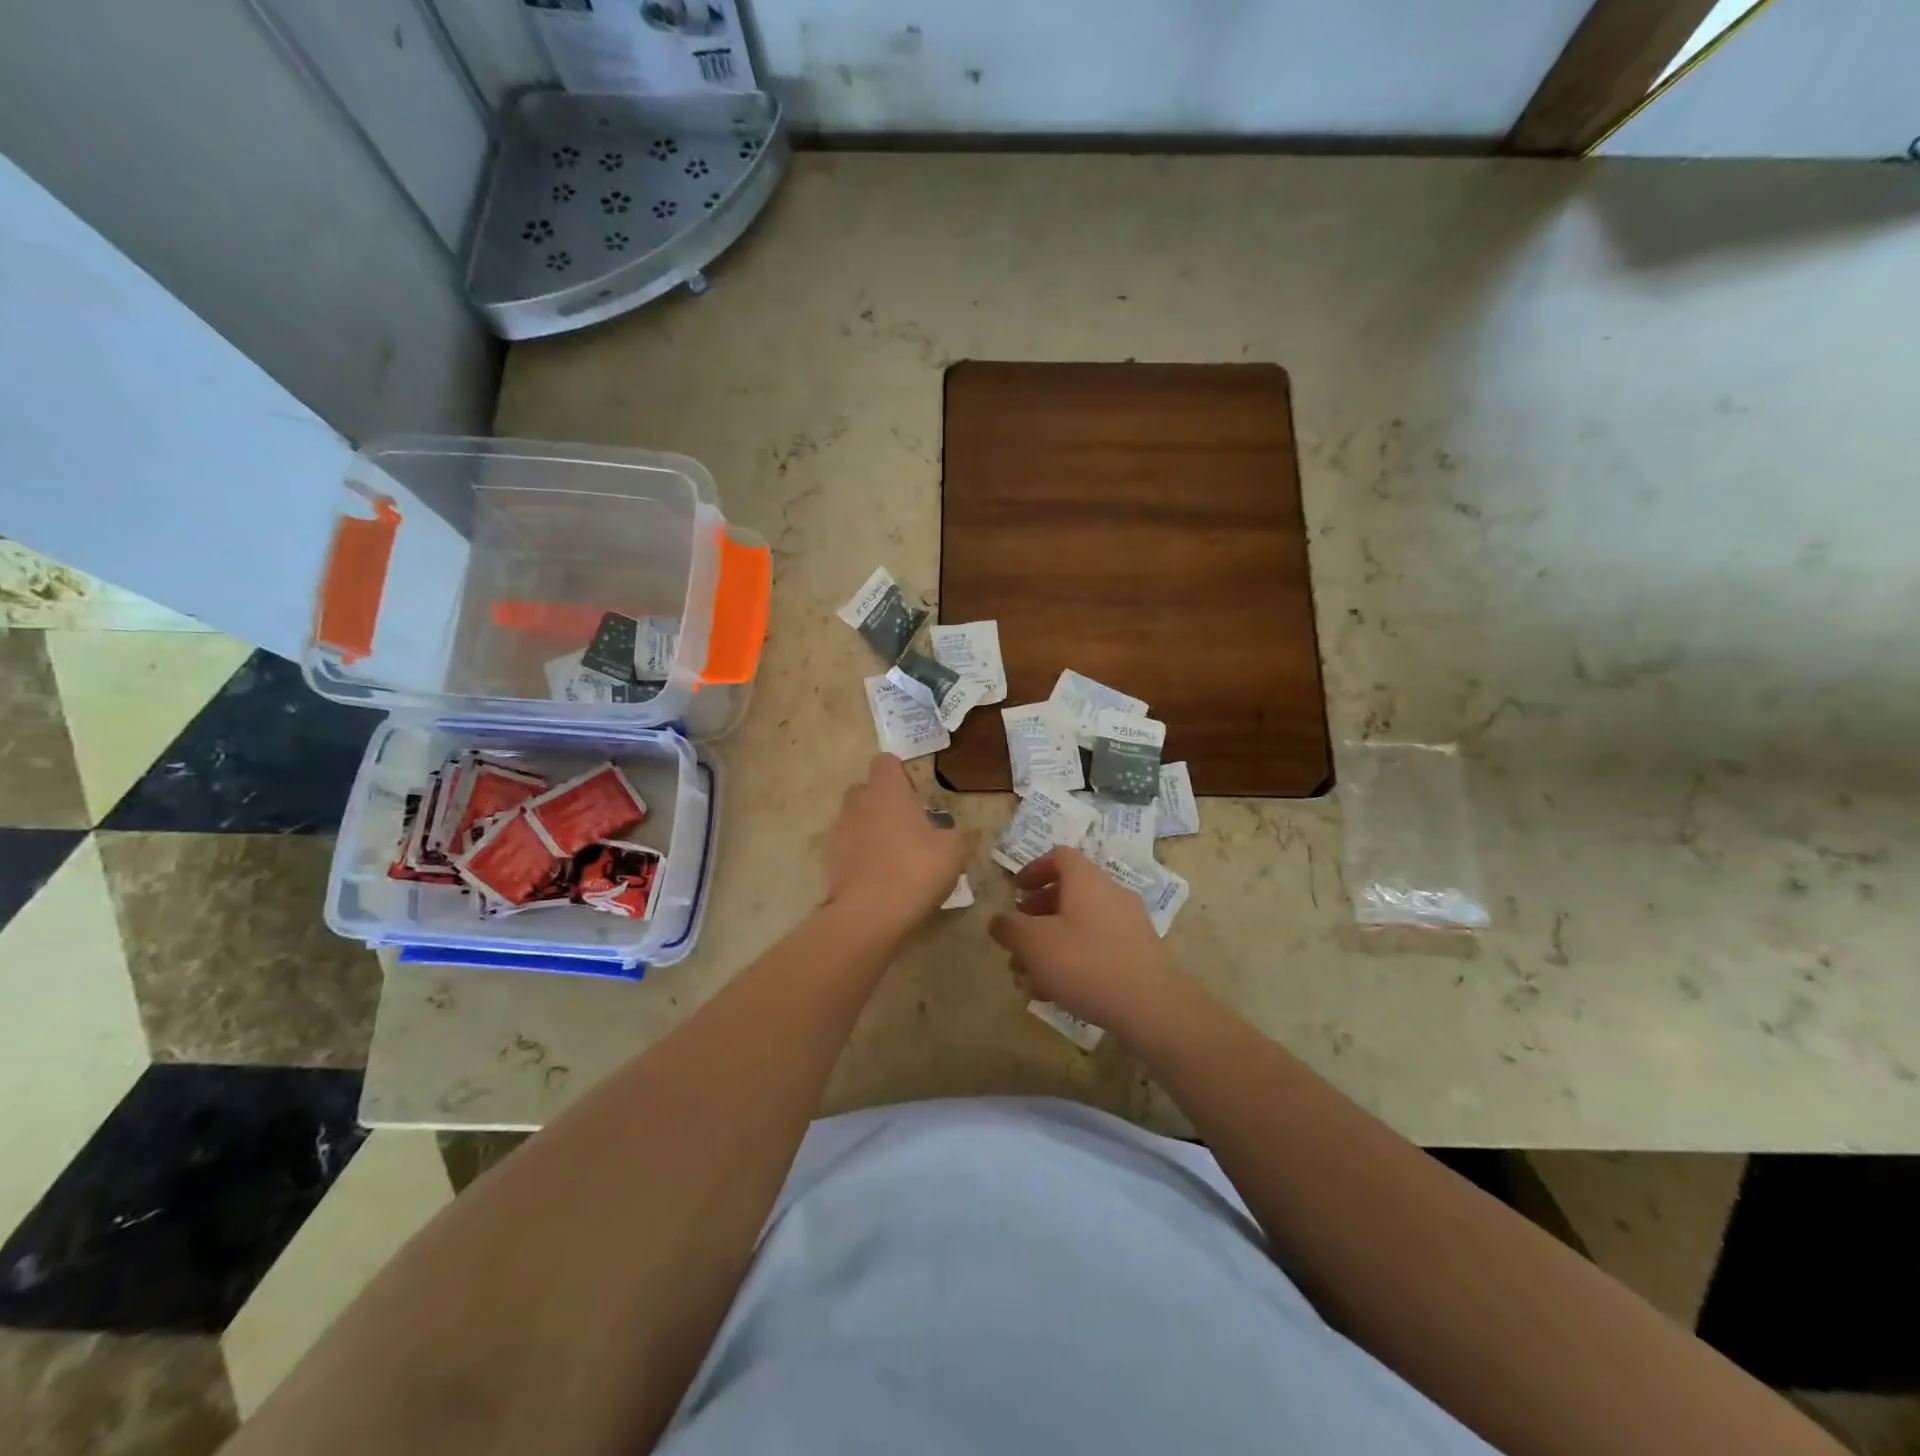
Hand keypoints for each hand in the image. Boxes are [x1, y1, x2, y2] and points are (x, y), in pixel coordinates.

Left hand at [825, 754, 965, 933]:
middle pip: (866, 789)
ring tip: (894, 857)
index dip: (901, 775)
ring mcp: (839, 831)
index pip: (886, 762)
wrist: (869, 914)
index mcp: (887, 791)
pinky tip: (879, 878)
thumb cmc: (915, 870)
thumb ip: (949, 833)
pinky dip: (860, 856)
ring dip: (871, 830)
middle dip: (883, 802)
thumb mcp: (952, 850)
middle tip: (907, 827)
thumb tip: (942, 833)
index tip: (916, 797)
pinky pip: (848, 848)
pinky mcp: (829, 860)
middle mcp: (858, 803)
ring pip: (855, 819)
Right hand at [989, 847, 1184, 1038]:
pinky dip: (1073, 959)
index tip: (1015, 892)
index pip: (1059, 856)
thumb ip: (1009, 927)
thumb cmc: (1085, 963)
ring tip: (1030, 974)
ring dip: (1052, 942)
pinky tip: (1056, 992)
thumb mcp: (1033, 943)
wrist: (1150, 1005)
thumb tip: (999, 920)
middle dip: (1037, 914)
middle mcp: (1111, 893)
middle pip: (1068, 892)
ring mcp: (1129, 923)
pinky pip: (1098, 946)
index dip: (1033, 869)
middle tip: (1018, 938)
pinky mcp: (1138, 953)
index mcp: (1086, 880)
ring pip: (1081, 923)